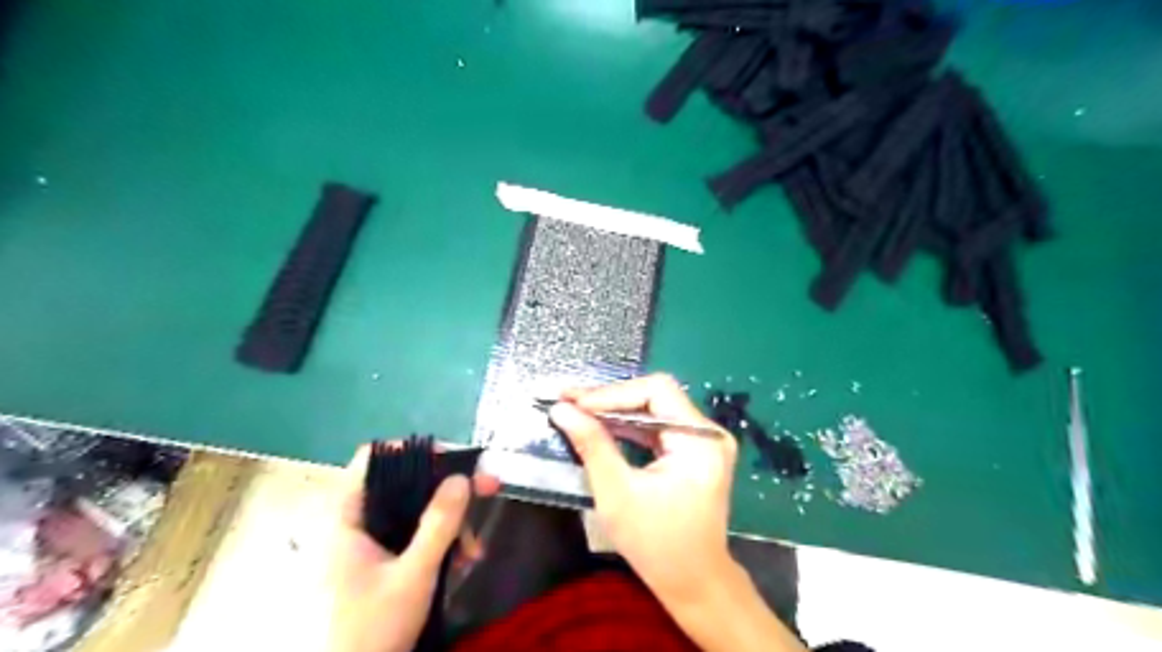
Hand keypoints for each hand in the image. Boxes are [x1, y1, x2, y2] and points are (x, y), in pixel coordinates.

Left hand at [326, 445, 498, 651]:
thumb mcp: (413, 575)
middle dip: (448, 492)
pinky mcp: (375, 564)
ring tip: (473, 550)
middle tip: (488, 489)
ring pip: (412, 514)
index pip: (374, 459)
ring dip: (449, 525)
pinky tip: (461, 562)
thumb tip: (462, 477)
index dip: (414, 451)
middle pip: (404, 485)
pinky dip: (437, 544)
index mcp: (344, 517)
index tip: (453, 460)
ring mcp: (363, 546)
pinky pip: (410, 538)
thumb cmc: (370, 631)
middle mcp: (351, 524)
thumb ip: (439, 524)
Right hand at [550, 375, 733, 602]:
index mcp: (700, 440)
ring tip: (577, 409)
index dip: (611, 393)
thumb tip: (561, 409)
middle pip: (655, 396)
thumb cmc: (656, 544)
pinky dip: (628, 427)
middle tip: (568, 400)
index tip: (573, 402)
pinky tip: (600, 426)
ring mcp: (704, 441)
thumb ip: (592, 445)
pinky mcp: (694, 451)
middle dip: (609, 399)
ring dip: (615, 410)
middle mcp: (708, 433)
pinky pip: (658, 427)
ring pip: (654, 409)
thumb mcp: (617, 493)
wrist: (694, 583)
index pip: (656, 392)